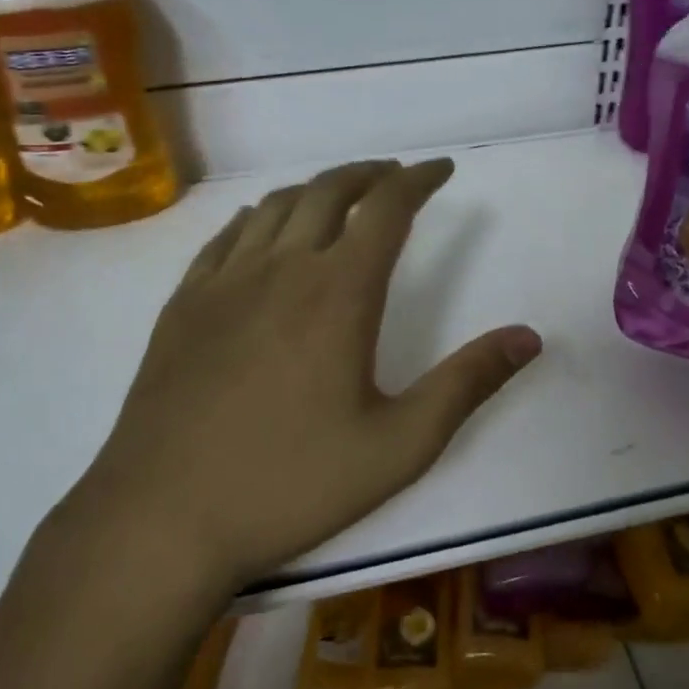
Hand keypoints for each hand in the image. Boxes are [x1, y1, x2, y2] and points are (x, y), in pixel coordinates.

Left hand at [71, 158, 541, 592]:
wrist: (160, 519)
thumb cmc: (289, 484)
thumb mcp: (398, 446)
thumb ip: (467, 384)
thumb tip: (528, 337)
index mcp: (338, 292)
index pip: (388, 208)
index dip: (419, 180)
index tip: (442, 169)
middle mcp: (282, 267)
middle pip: (330, 190)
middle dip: (370, 173)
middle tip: (395, 175)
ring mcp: (225, 281)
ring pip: (278, 205)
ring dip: (318, 188)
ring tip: (341, 195)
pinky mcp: (183, 303)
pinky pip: (228, 235)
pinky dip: (259, 215)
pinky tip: (264, 227)